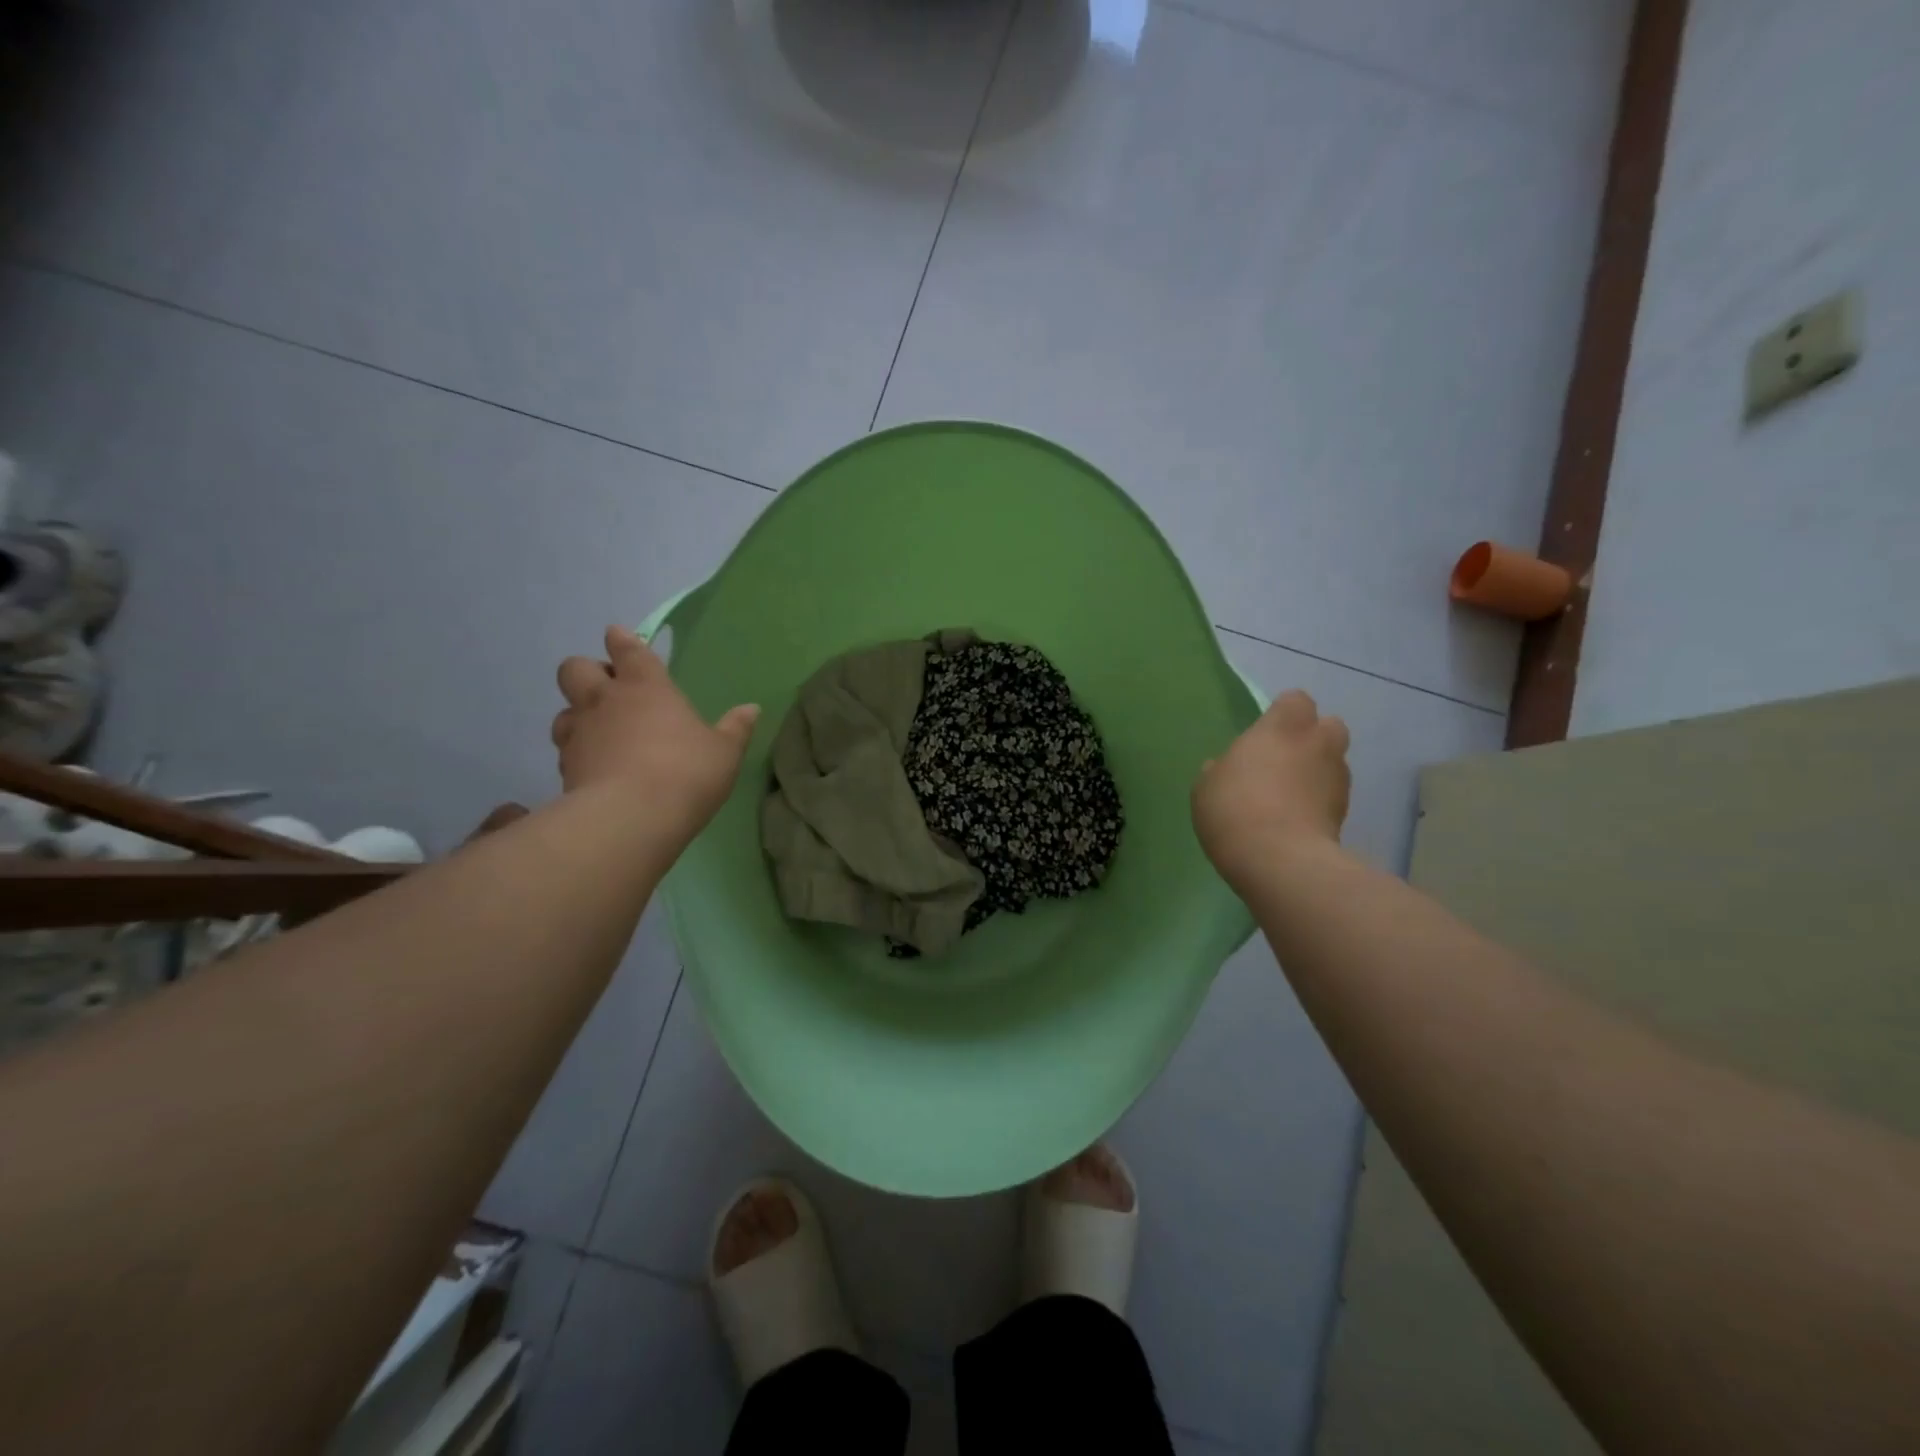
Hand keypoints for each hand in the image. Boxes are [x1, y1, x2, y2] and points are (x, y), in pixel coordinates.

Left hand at [551, 626, 759, 839]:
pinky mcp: (564, 768)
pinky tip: (595, 767)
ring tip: (599, 731)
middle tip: (610, 690)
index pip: (627, 649)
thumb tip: (752, 709)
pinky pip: (565, 749)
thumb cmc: (686, 773)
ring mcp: (579, 733)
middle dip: (588, 672)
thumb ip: (735, 729)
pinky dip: (577, 751)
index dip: (622, 640)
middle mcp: (605, 701)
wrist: (631, 817)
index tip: (619, 637)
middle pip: (575, 669)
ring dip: (577, 714)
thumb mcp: (724, 752)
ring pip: (563, 710)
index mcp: (646, 687)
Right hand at [1192, 689, 1350, 891]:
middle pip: (1329, 727)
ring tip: (1290, 798)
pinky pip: (1332, 797)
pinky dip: (1320, 804)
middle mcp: (1318, 743)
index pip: (1296, 700)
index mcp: (1283, 726)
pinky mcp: (1347, 813)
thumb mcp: (1206, 785)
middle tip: (1285, 761)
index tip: (1266, 733)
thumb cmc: (1234, 808)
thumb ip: (1223, 768)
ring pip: (1333, 763)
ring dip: (1317, 773)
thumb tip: (1228, 767)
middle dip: (1313, 739)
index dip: (1283, 714)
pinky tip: (1297, 822)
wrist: (1279, 861)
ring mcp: (1338, 779)